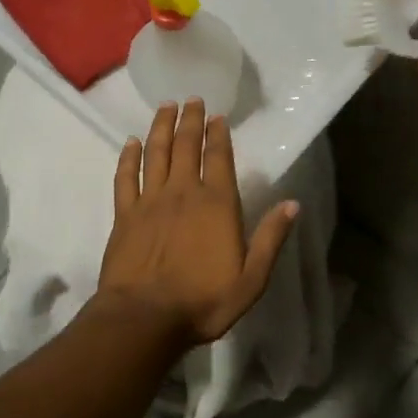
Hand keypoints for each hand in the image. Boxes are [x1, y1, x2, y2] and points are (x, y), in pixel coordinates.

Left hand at [99, 100, 297, 346]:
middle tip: (191, 99)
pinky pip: (126, 177)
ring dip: (161, 128)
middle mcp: (183, 192)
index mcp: (217, 204)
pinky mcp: (125, 215)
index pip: (218, 157)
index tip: (217, 115)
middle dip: (190, 120)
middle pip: (186, 146)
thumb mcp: (252, 278)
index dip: (218, 134)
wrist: (144, 318)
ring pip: (156, 153)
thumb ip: (271, 239)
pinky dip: (129, 157)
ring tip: (165, 107)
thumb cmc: (204, 301)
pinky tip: (131, 143)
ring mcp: (150, 201)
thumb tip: (292, 204)